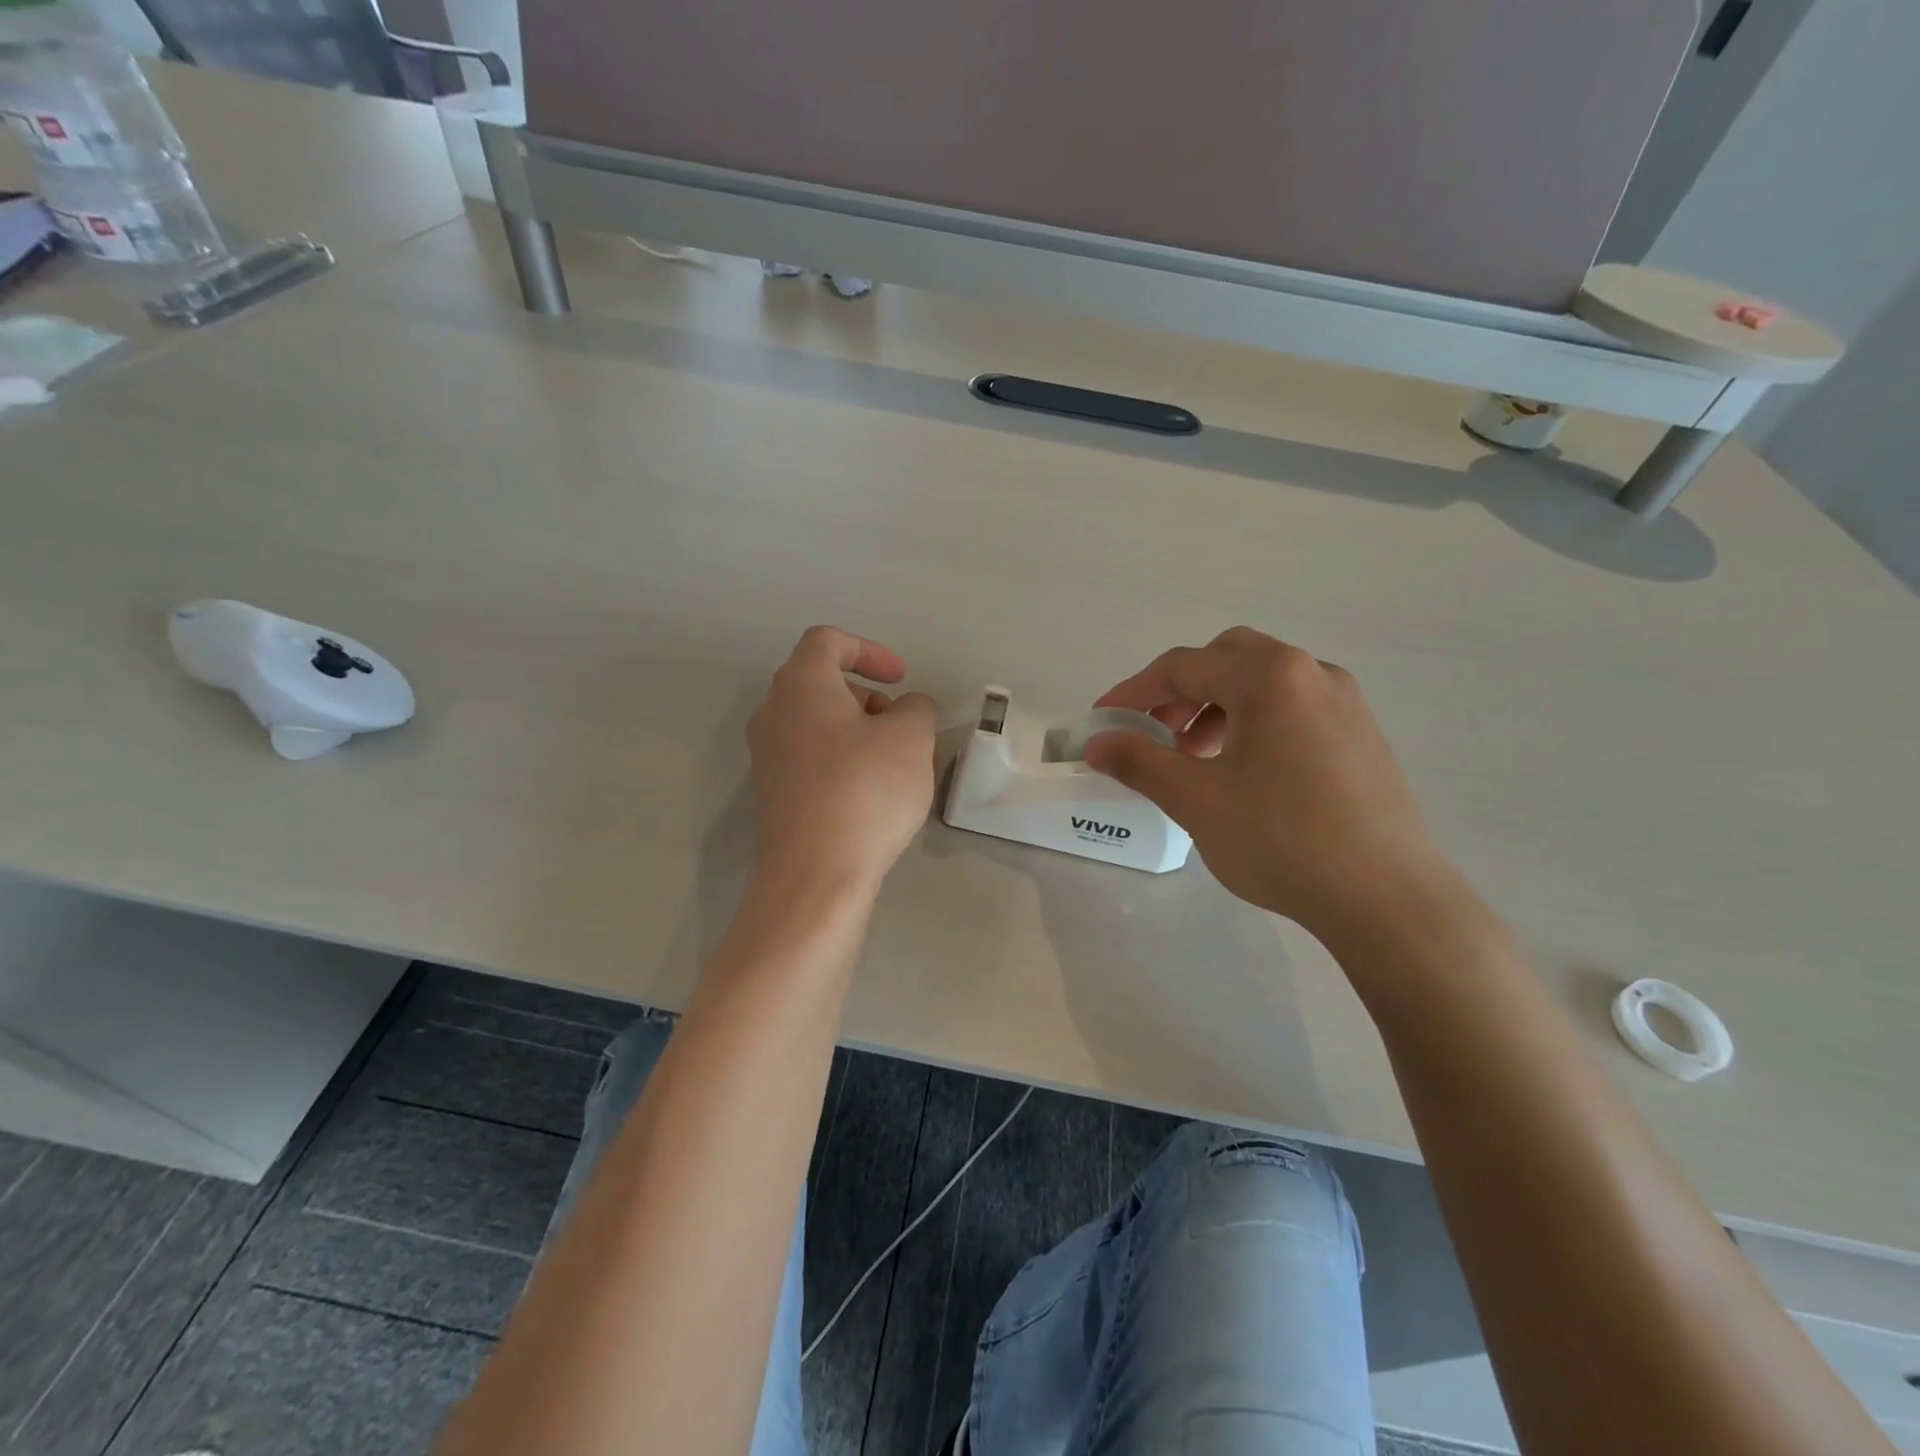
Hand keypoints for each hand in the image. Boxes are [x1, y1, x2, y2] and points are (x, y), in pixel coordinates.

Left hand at [746, 627, 936, 893]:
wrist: (817, 873)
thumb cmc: (865, 790)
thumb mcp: (911, 737)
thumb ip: (916, 707)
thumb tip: (906, 710)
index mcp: (800, 685)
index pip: (828, 641)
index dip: (869, 650)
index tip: (900, 680)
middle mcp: (773, 712)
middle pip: (822, 682)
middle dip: (868, 696)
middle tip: (901, 727)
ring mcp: (768, 754)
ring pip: (818, 722)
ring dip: (859, 730)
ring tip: (895, 764)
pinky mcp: (774, 792)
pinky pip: (812, 756)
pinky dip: (843, 758)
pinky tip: (872, 793)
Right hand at [1086, 627, 1465, 944]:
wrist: (1388, 899)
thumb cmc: (1282, 839)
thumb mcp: (1195, 799)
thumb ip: (1138, 761)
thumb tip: (1096, 743)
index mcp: (1270, 676)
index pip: (1183, 665)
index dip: (1134, 692)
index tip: (1103, 721)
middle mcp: (1311, 673)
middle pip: (1227, 660)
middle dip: (1180, 691)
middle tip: (1155, 733)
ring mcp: (1345, 704)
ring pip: (1263, 684)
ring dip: (1217, 707)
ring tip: (1195, 758)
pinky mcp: (1361, 737)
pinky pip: (1293, 710)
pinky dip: (1254, 724)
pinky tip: (1244, 773)